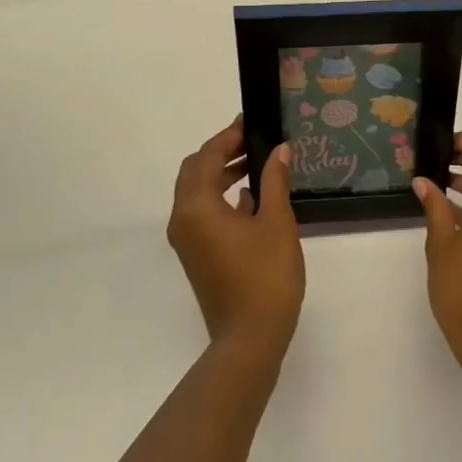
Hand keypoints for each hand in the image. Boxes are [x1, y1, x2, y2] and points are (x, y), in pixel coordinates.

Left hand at [167, 118, 305, 359]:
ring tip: (257, 164)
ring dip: (221, 174)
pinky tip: (251, 199)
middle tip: (252, 141)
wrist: (250, 338)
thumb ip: (274, 180)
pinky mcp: (196, 255)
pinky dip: (221, 198)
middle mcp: (182, 219)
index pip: (206, 157)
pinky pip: (202, 213)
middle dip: (221, 152)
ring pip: (197, 193)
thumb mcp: (276, 222)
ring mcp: (186, 240)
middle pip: (194, 172)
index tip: (251, 123)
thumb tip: (279, 149)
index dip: (228, 137)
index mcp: (196, 207)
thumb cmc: (265, 276)